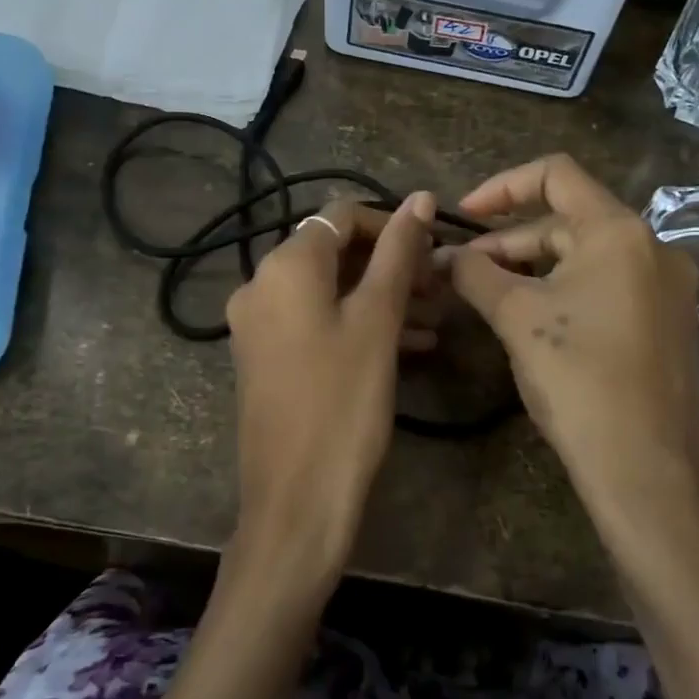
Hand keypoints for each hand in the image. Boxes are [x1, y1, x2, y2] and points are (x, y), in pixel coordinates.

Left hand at [225, 192, 436, 585]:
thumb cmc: (343, 403)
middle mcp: (261, 284)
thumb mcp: (377, 321)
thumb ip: (398, 254)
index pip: (342, 216)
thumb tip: (419, 197)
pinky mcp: (266, 357)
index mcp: (284, 265)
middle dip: (390, 264)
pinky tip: (408, 345)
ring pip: (329, 291)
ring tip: (434, 319)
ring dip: (380, 296)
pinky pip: (316, 322)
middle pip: (334, 252)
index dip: (392, 225)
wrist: (295, 501)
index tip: (434, 251)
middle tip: (439, 288)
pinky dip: (357, 323)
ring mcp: (259, 324)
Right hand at [442, 155, 698, 529]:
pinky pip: (609, 286)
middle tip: (464, 269)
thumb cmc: (578, 379)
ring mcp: (668, 288)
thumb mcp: (516, 317)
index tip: (464, 215)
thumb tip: (441, 255)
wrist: (645, 470)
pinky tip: (535, 319)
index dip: (502, 185)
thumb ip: (475, 274)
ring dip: (535, 266)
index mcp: (620, 232)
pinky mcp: (668, 323)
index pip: (557, 174)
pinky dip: (566, 289)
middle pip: (569, 219)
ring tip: (490, 294)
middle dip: (510, 239)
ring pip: (588, 256)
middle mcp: (654, 247)